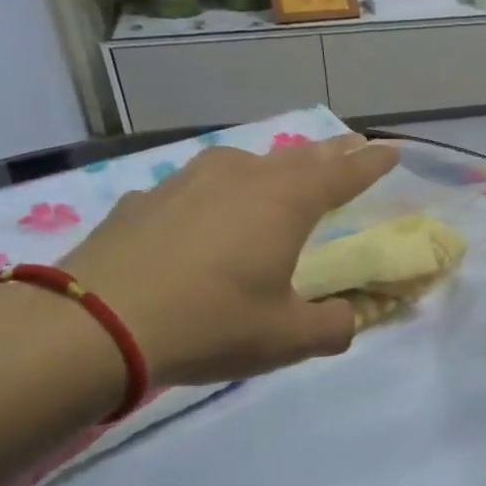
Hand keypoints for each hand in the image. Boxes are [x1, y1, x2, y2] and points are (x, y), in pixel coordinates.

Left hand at [57, 135, 397, 386]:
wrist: (95, 324)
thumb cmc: (210, 323)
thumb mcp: (288, 339)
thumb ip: (334, 326)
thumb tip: (349, 318)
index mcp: (285, 203)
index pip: (342, 174)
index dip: (370, 163)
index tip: (390, 150)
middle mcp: (241, 177)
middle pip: (297, 158)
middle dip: (328, 154)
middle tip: (349, 146)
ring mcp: (187, 181)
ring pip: (245, 164)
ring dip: (272, 168)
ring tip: (280, 175)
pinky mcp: (146, 198)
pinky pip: (198, 187)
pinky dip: (217, 194)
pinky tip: (206, 215)